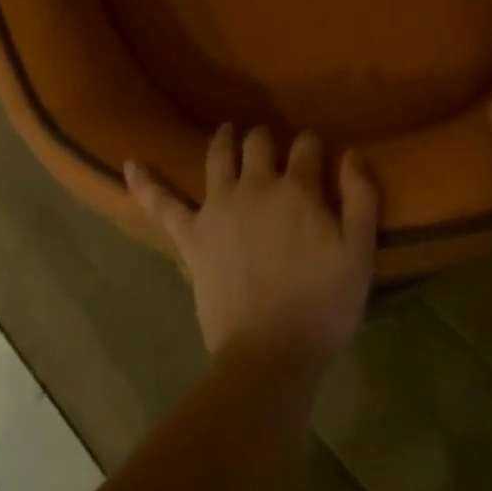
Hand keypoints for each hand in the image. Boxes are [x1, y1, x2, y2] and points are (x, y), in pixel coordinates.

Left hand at [126, 125, 378, 367]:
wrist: (270, 357)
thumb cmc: (322, 306)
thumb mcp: (360, 253)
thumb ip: (361, 197)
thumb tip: (352, 154)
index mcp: (297, 188)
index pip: (307, 145)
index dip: (313, 147)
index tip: (318, 158)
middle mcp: (256, 184)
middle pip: (259, 141)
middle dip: (267, 138)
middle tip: (271, 148)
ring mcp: (219, 206)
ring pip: (218, 155)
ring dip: (225, 140)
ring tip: (228, 133)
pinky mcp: (193, 235)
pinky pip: (164, 205)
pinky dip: (147, 184)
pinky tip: (130, 165)